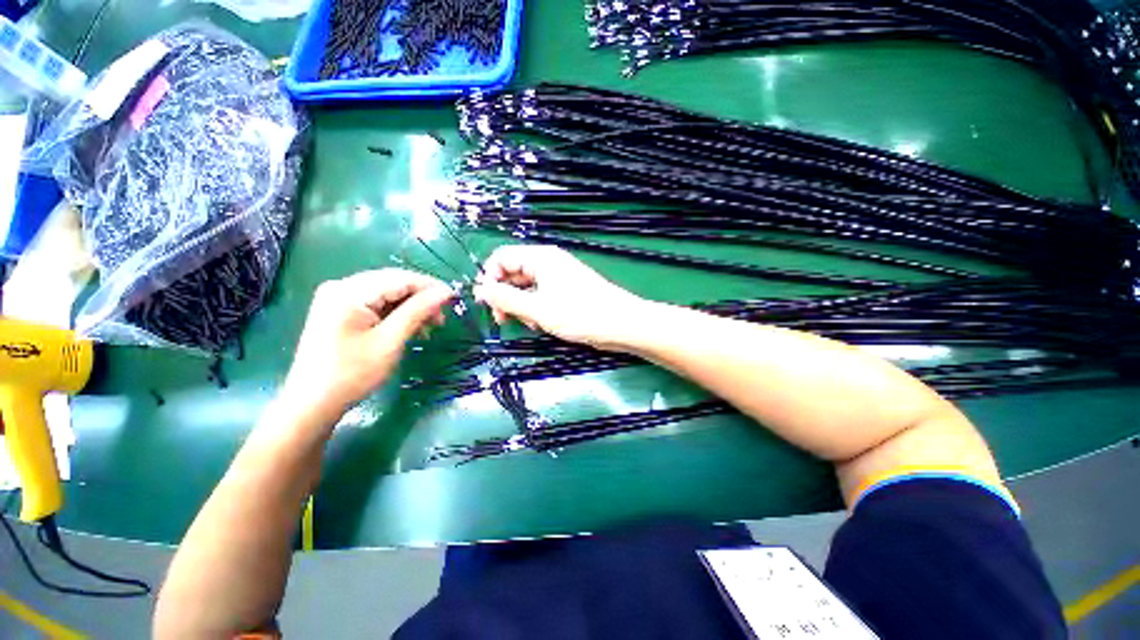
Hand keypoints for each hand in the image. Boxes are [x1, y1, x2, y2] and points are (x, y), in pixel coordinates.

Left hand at [282, 270, 453, 422]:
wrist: (312, 403)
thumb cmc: (352, 374)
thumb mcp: (390, 341)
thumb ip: (418, 311)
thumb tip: (446, 292)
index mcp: (349, 291)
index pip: (400, 278)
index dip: (431, 286)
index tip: (455, 300)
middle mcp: (342, 286)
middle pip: (394, 283)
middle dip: (422, 298)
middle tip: (442, 318)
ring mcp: (338, 298)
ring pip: (388, 293)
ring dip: (412, 307)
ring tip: (429, 327)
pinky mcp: (340, 310)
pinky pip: (377, 303)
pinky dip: (397, 314)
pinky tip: (410, 328)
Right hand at [473, 245, 646, 349]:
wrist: (621, 324)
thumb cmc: (580, 314)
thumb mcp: (537, 309)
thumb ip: (506, 298)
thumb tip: (480, 290)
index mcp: (540, 258)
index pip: (502, 258)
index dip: (490, 279)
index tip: (486, 303)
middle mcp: (548, 263)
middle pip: (513, 273)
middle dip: (505, 296)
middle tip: (504, 320)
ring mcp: (558, 278)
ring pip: (526, 288)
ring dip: (521, 306)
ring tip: (531, 324)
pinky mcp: (565, 292)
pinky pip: (540, 296)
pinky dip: (535, 310)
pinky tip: (542, 324)